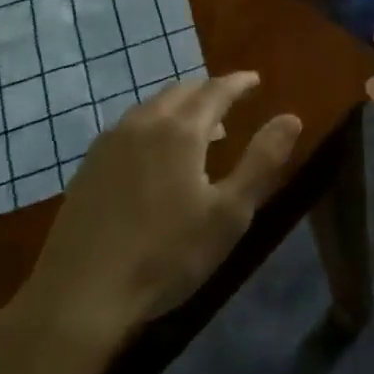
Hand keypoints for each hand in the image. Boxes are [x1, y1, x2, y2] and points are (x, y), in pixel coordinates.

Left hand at [1, 74, 301, 365]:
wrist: (82, 293)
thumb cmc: (167, 254)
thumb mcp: (229, 213)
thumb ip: (262, 161)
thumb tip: (291, 118)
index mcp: (180, 130)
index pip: (216, 90)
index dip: (238, 83)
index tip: (255, 79)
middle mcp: (143, 123)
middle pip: (181, 91)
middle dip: (208, 91)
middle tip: (229, 101)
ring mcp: (110, 142)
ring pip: (151, 106)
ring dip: (179, 107)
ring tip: (198, 127)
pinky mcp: (89, 165)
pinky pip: (129, 126)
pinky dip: (153, 124)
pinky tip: (154, 153)